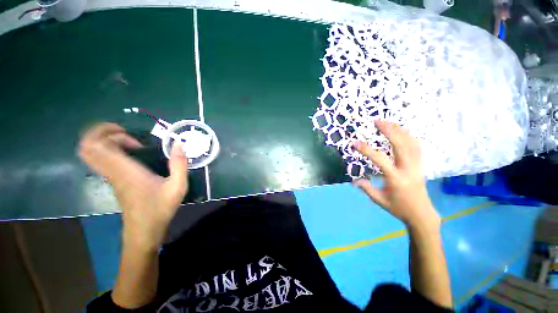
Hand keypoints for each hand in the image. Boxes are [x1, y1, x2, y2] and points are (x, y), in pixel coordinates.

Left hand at [78, 123, 188, 250]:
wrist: (144, 230)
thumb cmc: (160, 208)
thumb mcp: (178, 186)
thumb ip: (180, 164)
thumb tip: (179, 143)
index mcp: (124, 171)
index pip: (97, 145)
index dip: (108, 132)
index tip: (132, 137)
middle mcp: (112, 172)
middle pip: (87, 146)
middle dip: (101, 132)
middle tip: (125, 133)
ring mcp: (110, 177)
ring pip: (91, 153)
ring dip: (104, 141)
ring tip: (128, 142)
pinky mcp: (113, 181)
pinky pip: (100, 160)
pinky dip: (108, 150)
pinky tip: (129, 154)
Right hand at [353, 120, 439, 229]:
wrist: (421, 214)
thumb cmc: (399, 208)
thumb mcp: (379, 200)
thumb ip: (366, 188)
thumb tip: (354, 181)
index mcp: (396, 178)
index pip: (380, 160)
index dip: (366, 150)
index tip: (354, 143)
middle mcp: (408, 169)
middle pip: (401, 145)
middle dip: (389, 131)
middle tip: (377, 121)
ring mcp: (417, 166)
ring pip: (411, 143)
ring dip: (399, 130)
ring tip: (388, 122)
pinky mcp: (421, 165)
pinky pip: (417, 147)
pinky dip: (409, 136)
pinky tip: (402, 131)